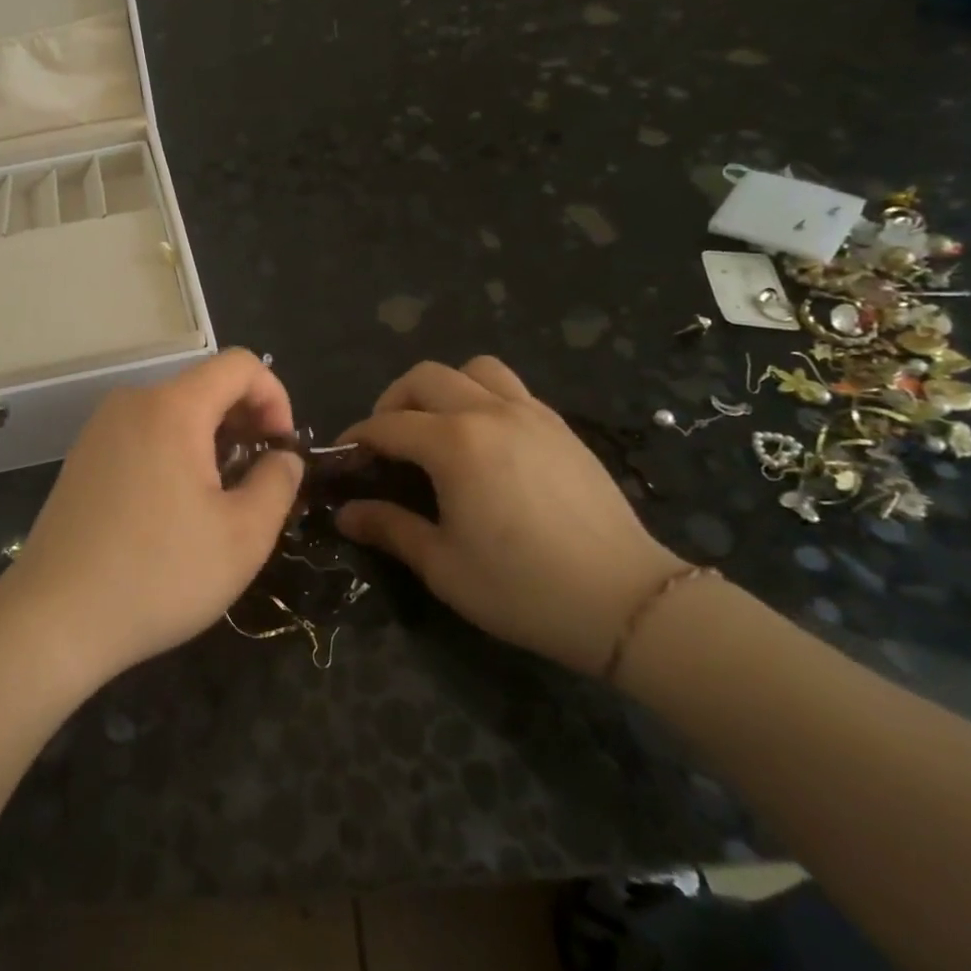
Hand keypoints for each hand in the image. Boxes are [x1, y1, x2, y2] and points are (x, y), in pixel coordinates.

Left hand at [2, 349, 304, 687]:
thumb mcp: (244, 536)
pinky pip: (145, 434)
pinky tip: (175, 509)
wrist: (53, 619)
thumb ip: (278, 482)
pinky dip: (175, 452)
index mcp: (173, 407)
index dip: (275, 397)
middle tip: (259, 479)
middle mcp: (132, 402)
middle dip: (245, 423)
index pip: (239, 365)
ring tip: (220, 499)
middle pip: (206, 386)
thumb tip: (283, 458)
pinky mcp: (83, 457)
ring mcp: (100, 429)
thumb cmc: (159, 574)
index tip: (281, 450)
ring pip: (175, 412)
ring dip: (212, 441)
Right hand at [336, 357, 683, 674]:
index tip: (344, 458)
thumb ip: (389, 528)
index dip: (359, 438)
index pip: (388, 425)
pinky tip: (485, 440)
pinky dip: (483, 397)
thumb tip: (345, 513)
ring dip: (444, 388)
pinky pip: (511, 388)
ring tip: (438, 427)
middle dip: (394, 402)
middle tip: (388, 442)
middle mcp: (489, 412)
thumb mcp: (443, 565)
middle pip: (425, 378)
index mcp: (454, 444)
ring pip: (474, 369)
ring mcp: (531, 413)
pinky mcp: (560, 426)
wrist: (625, 601)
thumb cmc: (522, 588)